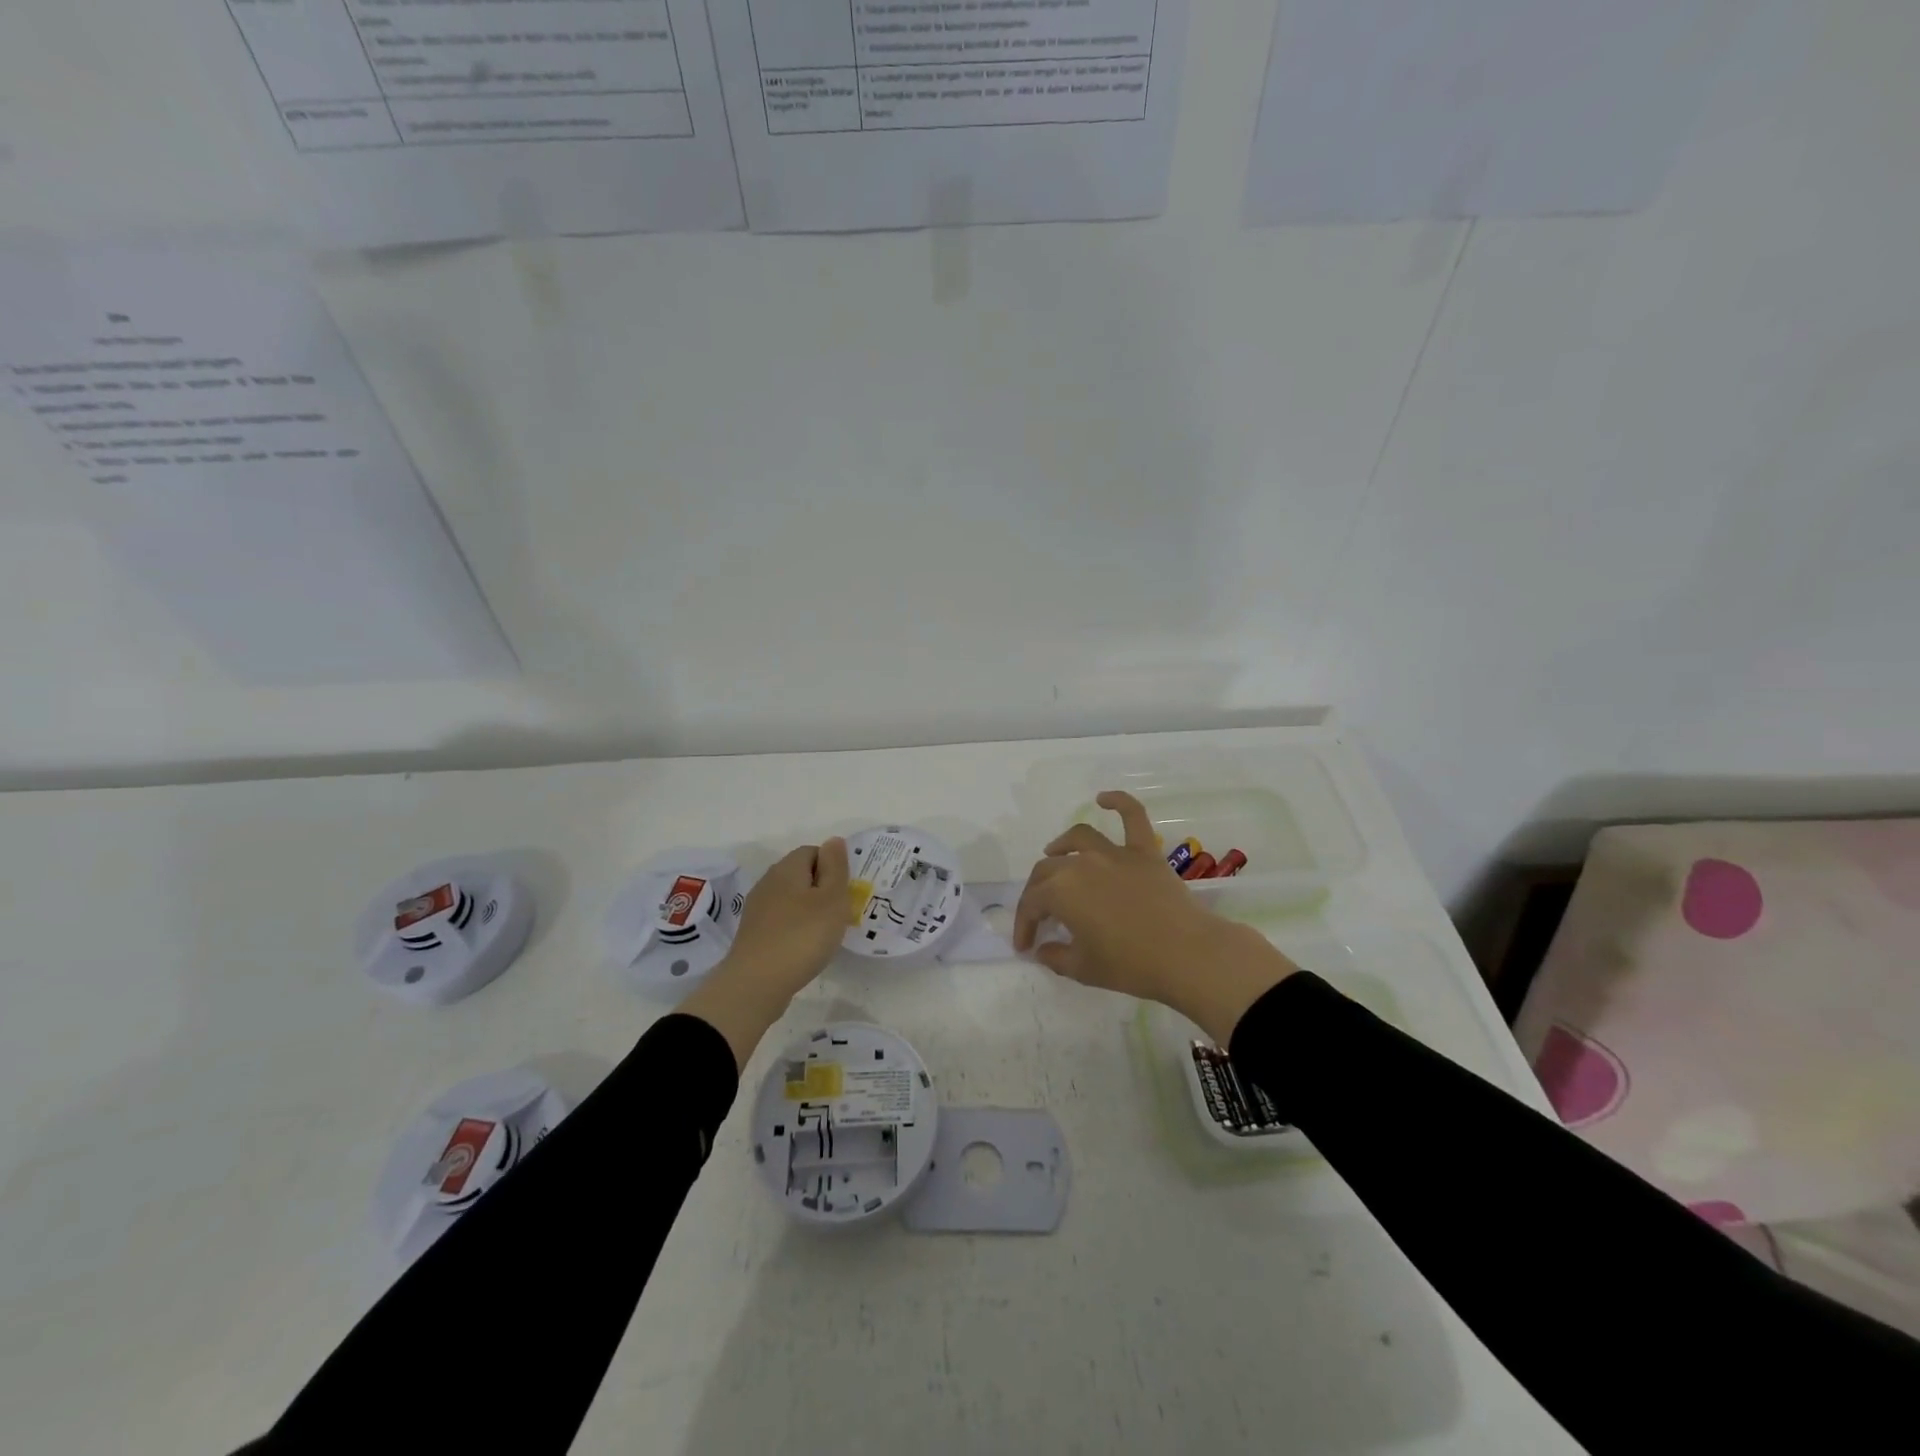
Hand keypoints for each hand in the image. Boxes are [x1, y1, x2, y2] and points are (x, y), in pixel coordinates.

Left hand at [680, 838, 849, 1069]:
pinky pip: (781, 920)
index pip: (813, 851)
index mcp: (788, 868)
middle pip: (801, 874)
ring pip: (791, 898)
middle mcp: (769, 881)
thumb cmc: (802, 936)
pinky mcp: (753, 932)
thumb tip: (834, 840)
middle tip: (840, 912)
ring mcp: (758, 908)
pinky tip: (804, 947)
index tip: (845, 891)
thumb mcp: (832, 899)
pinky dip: (795, 928)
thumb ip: (835, 867)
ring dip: (809, 910)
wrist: (756, 983)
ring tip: (825, 932)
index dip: (833, 867)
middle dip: (822, 889)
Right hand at [1012, 791, 1295, 1042]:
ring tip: (1055, 854)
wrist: (1186, 955)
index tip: (1025, 946)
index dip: (1023, 924)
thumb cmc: (1129, 965)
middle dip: (1037, 892)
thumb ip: (1055, 957)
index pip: (1031, 903)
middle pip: (1048, 869)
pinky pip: (1133, 817)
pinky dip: (1119, 802)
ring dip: (1062, 845)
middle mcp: (1081, 863)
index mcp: (1060, 891)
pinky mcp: (1145, 852)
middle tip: (1040, 914)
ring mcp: (1115, 853)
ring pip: (1079, 839)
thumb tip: (1042, 949)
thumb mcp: (1082, 969)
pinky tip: (1104, 798)